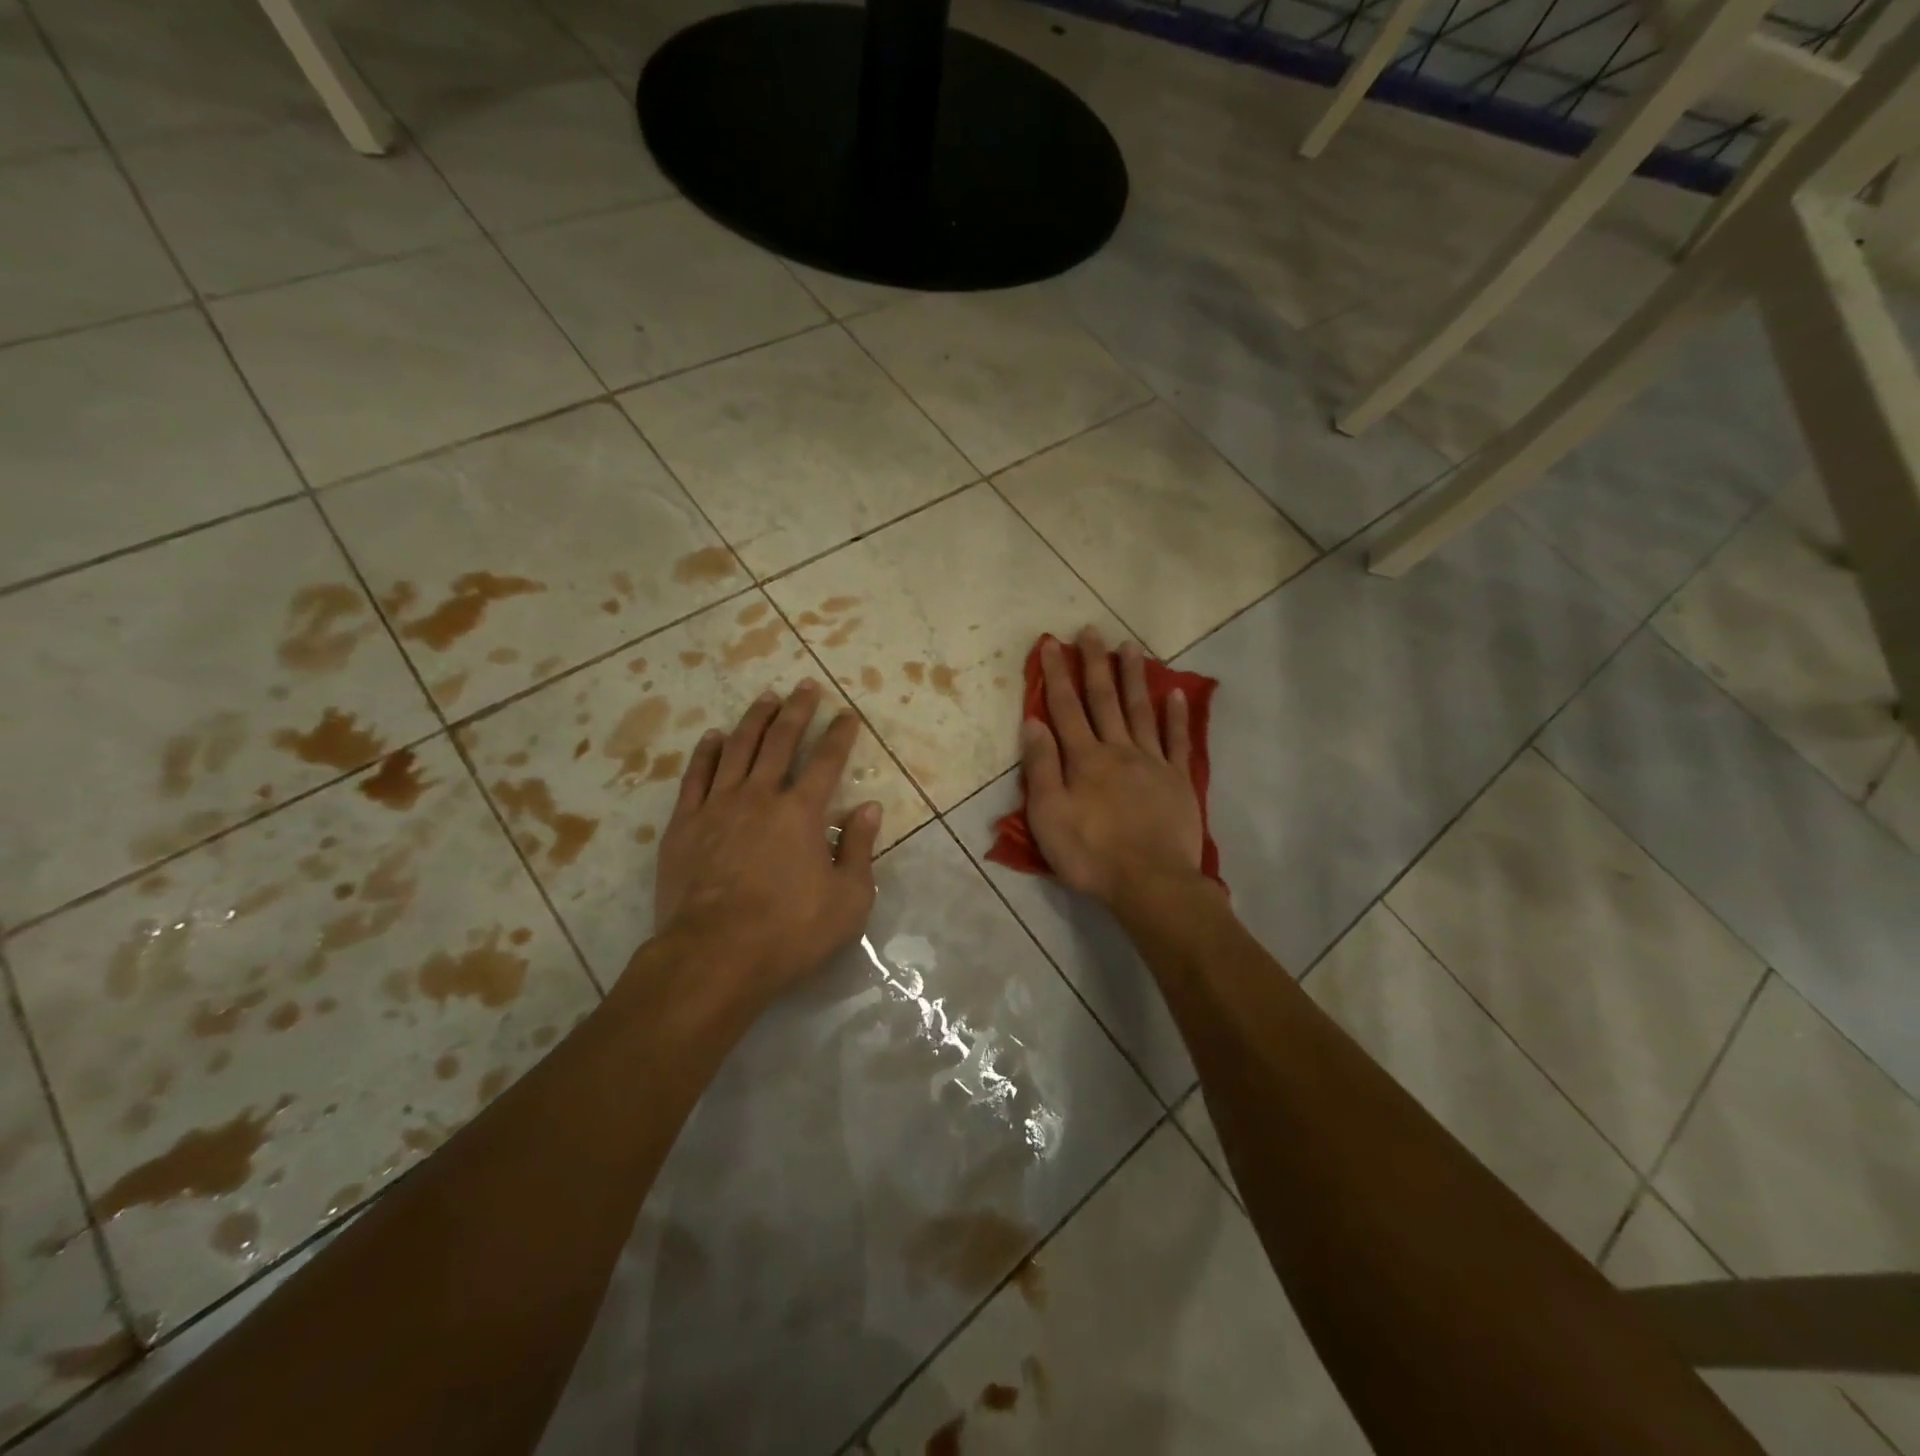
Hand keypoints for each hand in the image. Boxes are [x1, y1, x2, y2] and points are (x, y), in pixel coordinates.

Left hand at [649, 680, 881, 1009]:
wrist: (714, 956)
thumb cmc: (790, 931)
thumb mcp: (848, 899)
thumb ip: (860, 849)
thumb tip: (868, 807)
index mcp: (802, 813)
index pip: (826, 761)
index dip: (839, 735)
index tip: (847, 714)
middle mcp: (760, 797)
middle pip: (780, 741)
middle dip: (797, 711)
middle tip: (805, 686)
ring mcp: (718, 806)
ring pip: (737, 749)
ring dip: (755, 720)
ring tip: (766, 698)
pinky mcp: (684, 824)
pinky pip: (696, 776)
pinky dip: (707, 752)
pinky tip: (715, 736)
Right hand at [1020, 629, 1208, 907]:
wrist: (1150, 882)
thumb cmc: (1091, 853)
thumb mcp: (1049, 815)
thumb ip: (1042, 767)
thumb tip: (1033, 721)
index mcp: (1084, 759)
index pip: (1066, 708)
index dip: (1056, 675)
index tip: (1051, 644)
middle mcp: (1118, 750)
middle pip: (1104, 700)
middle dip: (1095, 664)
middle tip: (1092, 631)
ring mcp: (1152, 762)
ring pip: (1141, 711)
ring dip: (1133, 678)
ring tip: (1130, 647)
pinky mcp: (1178, 780)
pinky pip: (1177, 740)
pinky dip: (1177, 715)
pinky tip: (1176, 693)